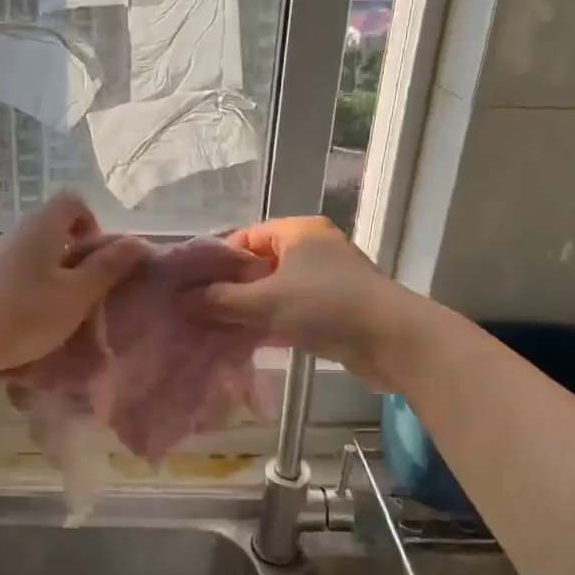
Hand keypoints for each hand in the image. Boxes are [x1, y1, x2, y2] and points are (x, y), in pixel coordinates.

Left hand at [0, 192, 147, 375]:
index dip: (92, 221)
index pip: (73, 200)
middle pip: (55, 227)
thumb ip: (107, 267)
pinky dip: (34, 287)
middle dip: (77, 253)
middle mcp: (18, 232)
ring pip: (37, 252)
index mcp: (43, 226)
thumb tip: (137, 241)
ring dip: (56, 273)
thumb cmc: (27, 312)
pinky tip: (34, 318)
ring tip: (63, 308)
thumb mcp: (77, 294)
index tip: (98, 256)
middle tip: (87, 288)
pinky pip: (19, 272)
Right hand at [194, 217, 422, 390]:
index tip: (196, 286)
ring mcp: (329, 278)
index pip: (247, 236)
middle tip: (204, 311)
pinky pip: (295, 309)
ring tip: (221, 328)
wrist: (391, 339)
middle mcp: (314, 248)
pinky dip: (275, 322)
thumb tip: (183, 300)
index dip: (220, 260)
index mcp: (298, 232)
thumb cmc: (324, 307)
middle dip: (233, 288)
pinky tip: (253, 342)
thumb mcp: (265, 302)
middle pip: (261, 264)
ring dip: (253, 308)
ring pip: (278, 289)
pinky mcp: (338, 307)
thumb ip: (221, 300)